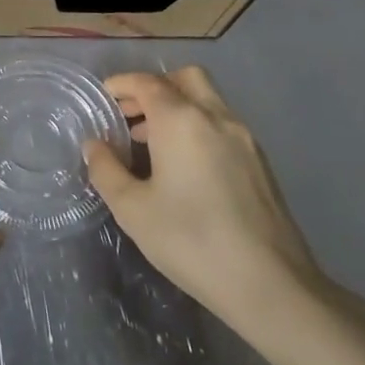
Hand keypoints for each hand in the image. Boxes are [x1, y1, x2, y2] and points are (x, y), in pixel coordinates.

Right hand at [85, 67, 336, 342]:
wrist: (270, 284)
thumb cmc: (191, 240)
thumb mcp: (132, 209)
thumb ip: (106, 170)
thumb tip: (94, 145)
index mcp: (181, 120)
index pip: (147, 82)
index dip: (121, 84)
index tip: (103, 98)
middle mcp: (216, 117)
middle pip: (185, 79)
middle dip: (154, 88)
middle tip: (130, 116)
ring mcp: (244, 139)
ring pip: (208, 101)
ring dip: (177, 108)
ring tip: (150, 145)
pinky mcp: (260, 163)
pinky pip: (222, 126)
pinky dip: (197, 128)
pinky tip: (184, 167)